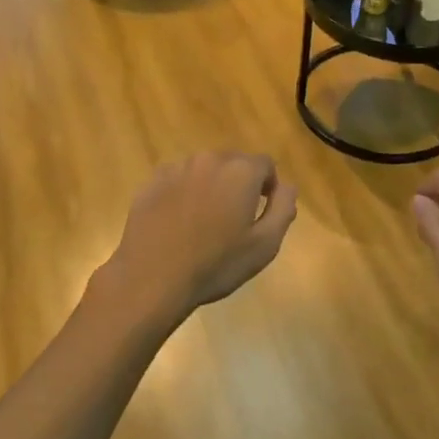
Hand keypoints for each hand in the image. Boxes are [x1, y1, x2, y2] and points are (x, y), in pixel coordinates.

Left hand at [101, 153, 298, 325]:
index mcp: (240, 171)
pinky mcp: (151, 182)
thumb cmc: (215, 264)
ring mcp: (176, 169)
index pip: (265, 164)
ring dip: (211, 186)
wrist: (152, 278)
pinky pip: (178, 180)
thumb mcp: (265, 244)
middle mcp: (209, 160)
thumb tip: (287, 186)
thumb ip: (283, 208)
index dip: (269, 186)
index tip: (262, 212)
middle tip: (235, 219)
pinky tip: (179, 223)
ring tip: (205, 222)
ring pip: (204, 170)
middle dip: (239, 183)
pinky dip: (184, 193)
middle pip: (234, 163)